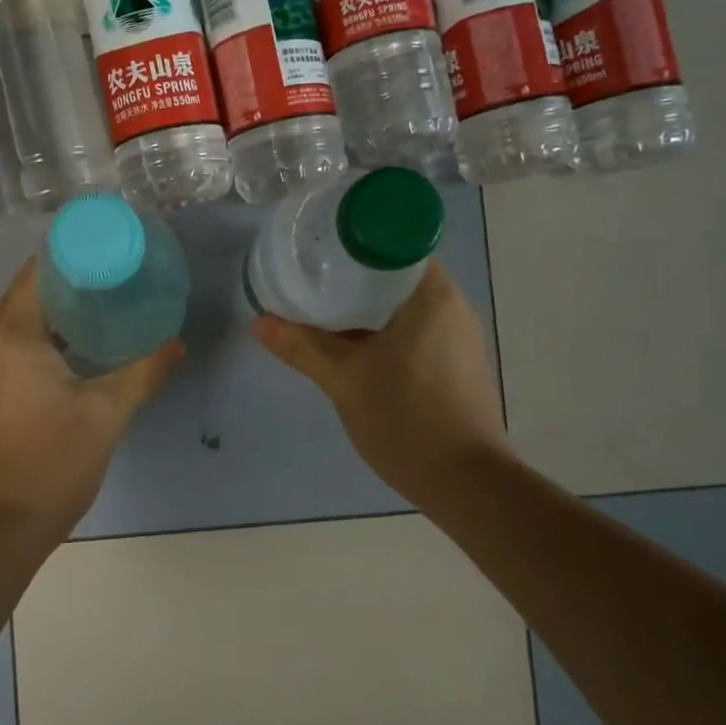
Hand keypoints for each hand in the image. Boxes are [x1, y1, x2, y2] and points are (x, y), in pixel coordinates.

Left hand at [0, 259, 182, 540]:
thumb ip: (145, 371)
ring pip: (17, 321)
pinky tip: (75, 348)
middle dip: (68, 281)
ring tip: (101, 306)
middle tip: (114, 276)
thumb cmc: (53, 463)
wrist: (0, 528)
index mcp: (13, 336)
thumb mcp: (107, 414)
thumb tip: (177, 342)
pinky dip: (40, 336)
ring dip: (54, 310)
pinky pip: (10, 345)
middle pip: (27, 293)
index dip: (72, 254)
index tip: (109, 249)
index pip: (39, 272)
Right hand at [252, 262, 506, 500]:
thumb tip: (259, 322)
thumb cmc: (406, 418)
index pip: (392, 241)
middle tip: (308, 277)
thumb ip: (301, 346)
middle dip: (350, 275)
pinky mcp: (454, 363)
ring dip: (363, 305)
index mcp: (431, 294)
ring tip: (319, 307)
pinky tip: (349, 344)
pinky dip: (380, 328)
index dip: (353, 240)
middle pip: (393, 273)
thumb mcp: (344, 379)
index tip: (319, 248)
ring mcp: (456, 336)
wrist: (466, 484)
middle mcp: (451, 306)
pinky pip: (411, 329)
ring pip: (401, 304)